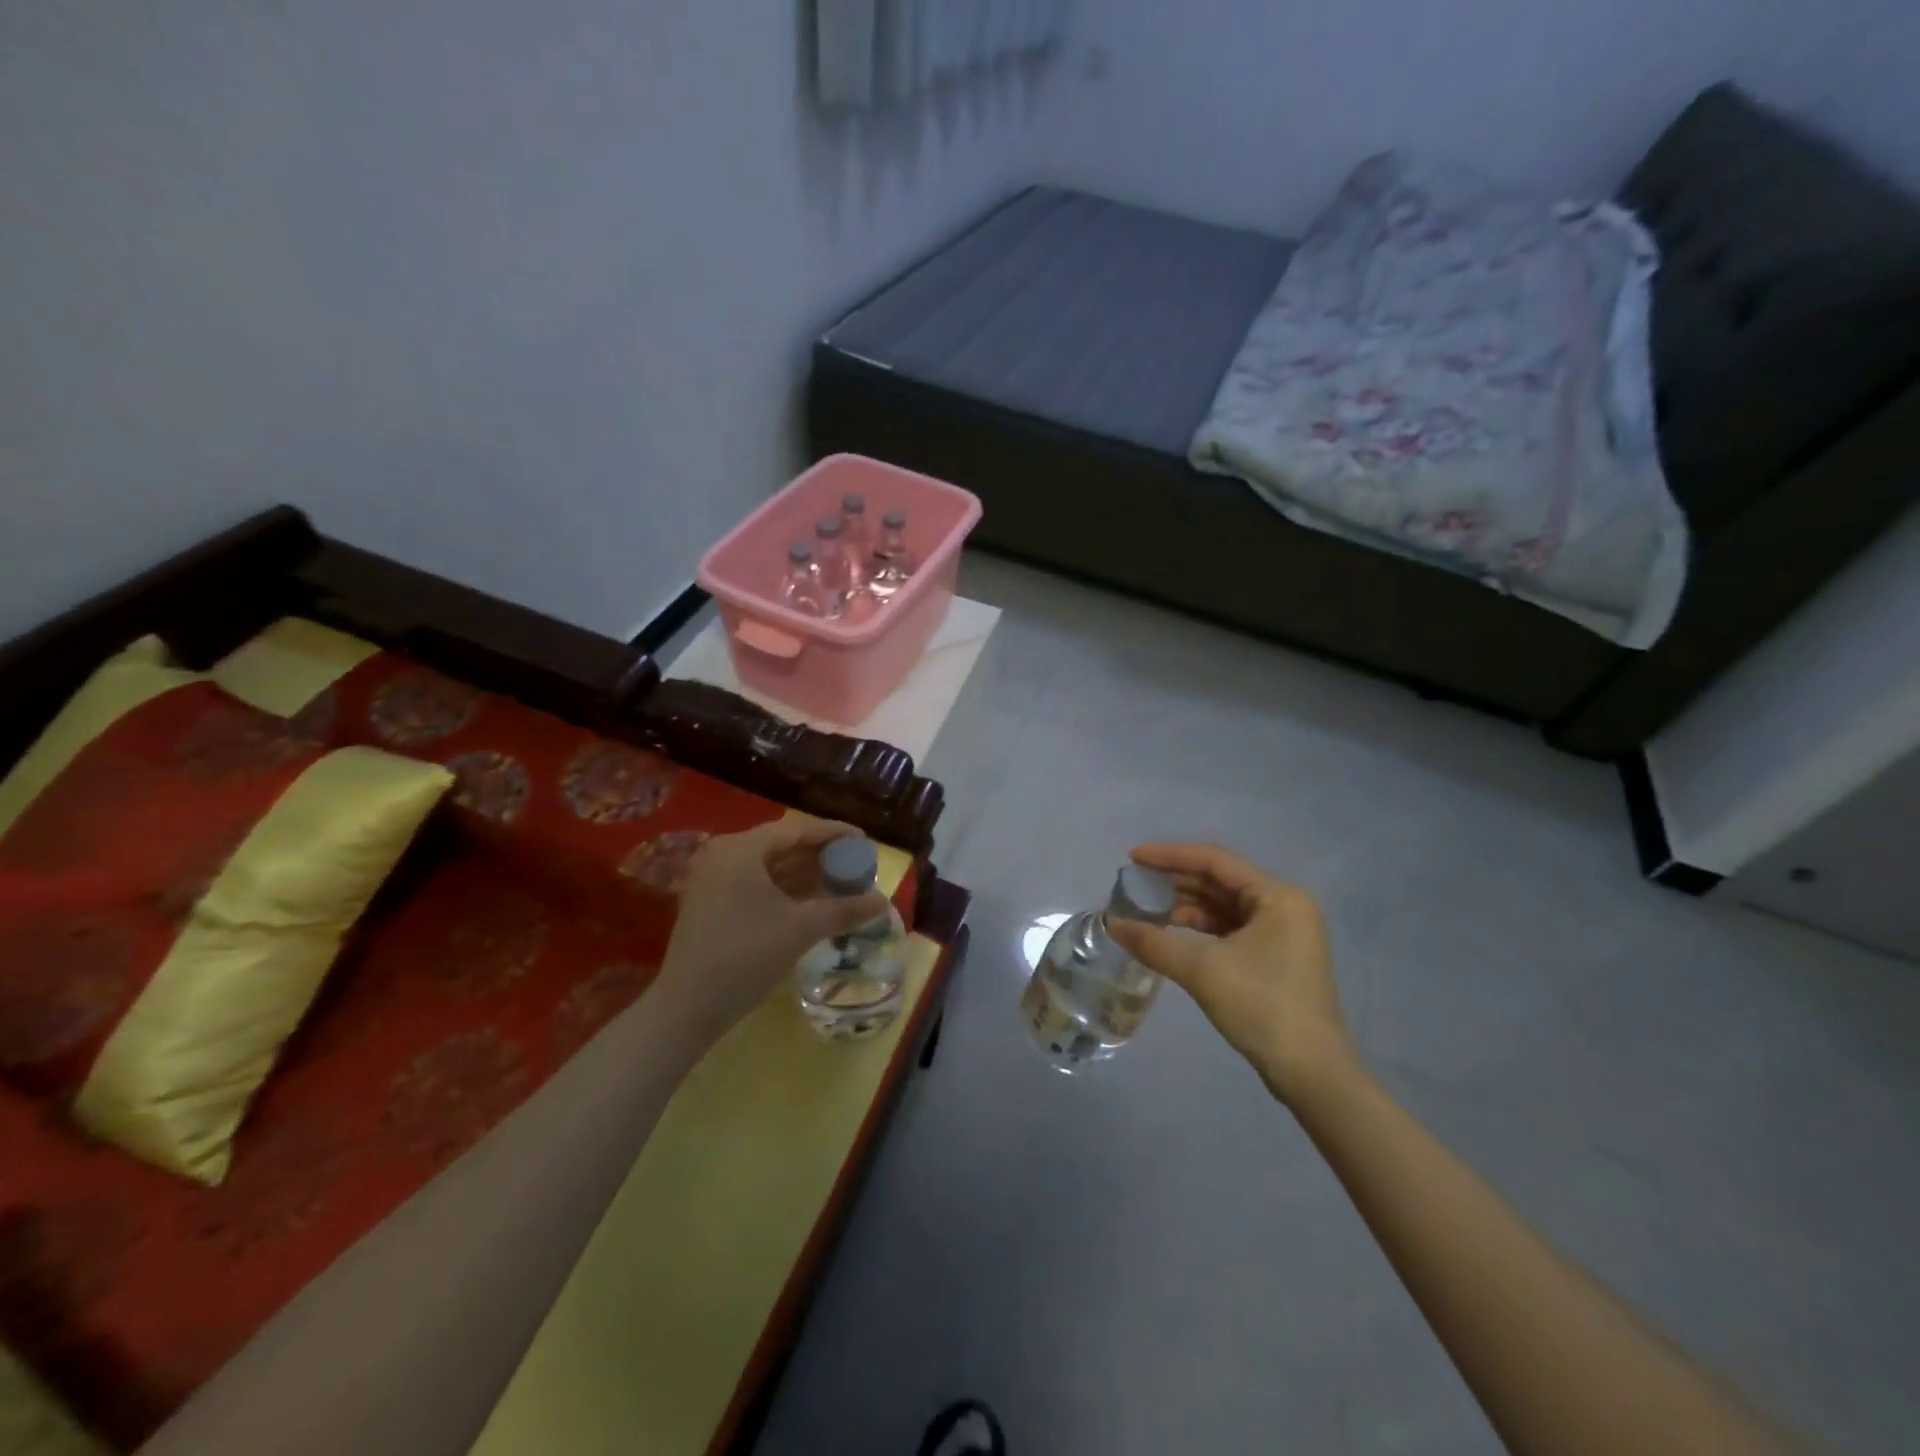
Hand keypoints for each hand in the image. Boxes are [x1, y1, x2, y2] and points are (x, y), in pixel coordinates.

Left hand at [652, 820, 890, 1048]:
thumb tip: (883, 902)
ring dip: (805, 873)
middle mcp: (724, 854)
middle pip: (782, 845)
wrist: (689, 1007)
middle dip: (821, 855)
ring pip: (770, 866)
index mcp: (741, 849)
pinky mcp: (711, 902)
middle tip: (856, 863)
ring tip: (842, 881)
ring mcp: (713, 879)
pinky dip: (785, 889)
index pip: (797, 830)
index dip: (833, 833)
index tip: (864, 840)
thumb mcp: (802, 929)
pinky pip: (756, 883)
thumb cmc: (747, 955)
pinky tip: (813, 900)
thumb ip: (844, 910)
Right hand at [1106, 842, 1354, 1105]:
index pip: (1215, 861)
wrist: (1311, 1073)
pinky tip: (1170, 932)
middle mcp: (1284, 906)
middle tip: (1133, 883)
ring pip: (1223, 906)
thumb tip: (1111, 924)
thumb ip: (1154, 942)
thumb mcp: (1203, 970)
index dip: (1170, 856)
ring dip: (1184, 906)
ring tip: (1144, 908)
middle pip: (1219, 881)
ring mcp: (1282, 933)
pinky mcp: (1274, 957)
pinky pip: (1230, 929)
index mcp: (1278, 896)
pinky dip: (1199, 928)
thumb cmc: (1262, 1007)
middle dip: (1175, 881)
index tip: (1133, 858)